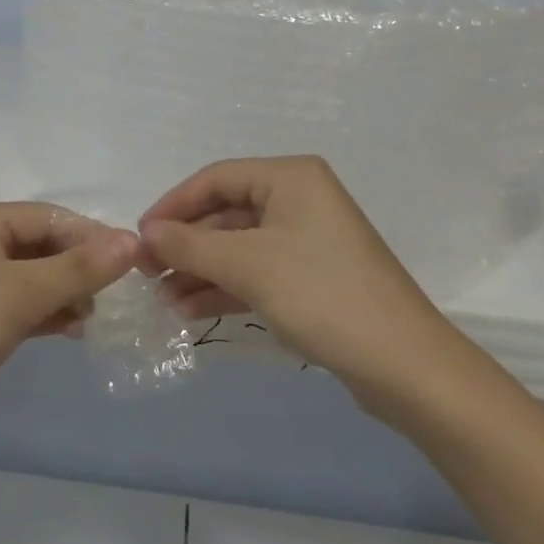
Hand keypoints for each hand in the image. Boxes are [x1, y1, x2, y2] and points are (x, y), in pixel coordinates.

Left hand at [0, 203, 137, 454]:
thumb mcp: (20, 296)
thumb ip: (79, 268)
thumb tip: (133, 241)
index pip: (46, 216)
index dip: (90, 236)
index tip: (134, 262)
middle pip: (39, 244)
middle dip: (77, 267)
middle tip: (115, 294)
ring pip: (31, 276)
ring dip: (64, 292)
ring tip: (93, 316)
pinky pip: (18, 303)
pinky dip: (45, 312)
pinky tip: (72, 329)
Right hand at [139, 156, 450, 392]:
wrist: (404, 365)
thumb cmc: (321, 294)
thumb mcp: (248, 265)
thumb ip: (190, 244)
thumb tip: (145, 232)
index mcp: (290, 177)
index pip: (216, 178)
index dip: (173, 205)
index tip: (139, 237)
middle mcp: (299, 199)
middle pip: (226, 213)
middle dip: (186, 244)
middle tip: (146, 272)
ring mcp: (307, 240)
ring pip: (239, 246)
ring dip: (200, 269)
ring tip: (163, 299)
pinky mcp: (312, 277)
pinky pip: (257, 272)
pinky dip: (225, 287)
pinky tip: (189, 310)